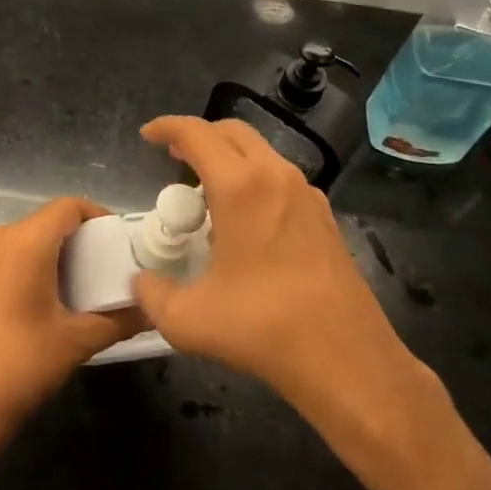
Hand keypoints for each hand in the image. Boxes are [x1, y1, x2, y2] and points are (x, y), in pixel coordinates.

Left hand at [0, 197, 142, 459]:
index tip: (120, 243)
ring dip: (56, 254)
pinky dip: (33, 266)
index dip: (98, 217)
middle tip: (109, 268)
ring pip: (27, 239)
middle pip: (48, 221)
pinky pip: (8, 257)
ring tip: (85, 286)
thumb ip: (118, 320)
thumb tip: (150, 311)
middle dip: (80, 240)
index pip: (68, 207)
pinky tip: (49, 301)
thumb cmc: (20, 367)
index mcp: (24, 242)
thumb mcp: (76, 342)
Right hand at [130, 117, 418, 418]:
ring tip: (207, 193)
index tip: (148, 136)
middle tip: (176, 159)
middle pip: (232, 131)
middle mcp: (275, 176)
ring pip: (260, 152)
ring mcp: (306, 194)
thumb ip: (153, 296)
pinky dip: (255, 180)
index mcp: (240, 186)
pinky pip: (280, 178)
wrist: (348, 361)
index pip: (197, 134)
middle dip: (199, 136)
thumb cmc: (264, 329)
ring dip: (229, 158)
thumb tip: (141, 282)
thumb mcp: (189, 320)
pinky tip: (246, 222)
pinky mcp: (324, 216)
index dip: (167, 127)